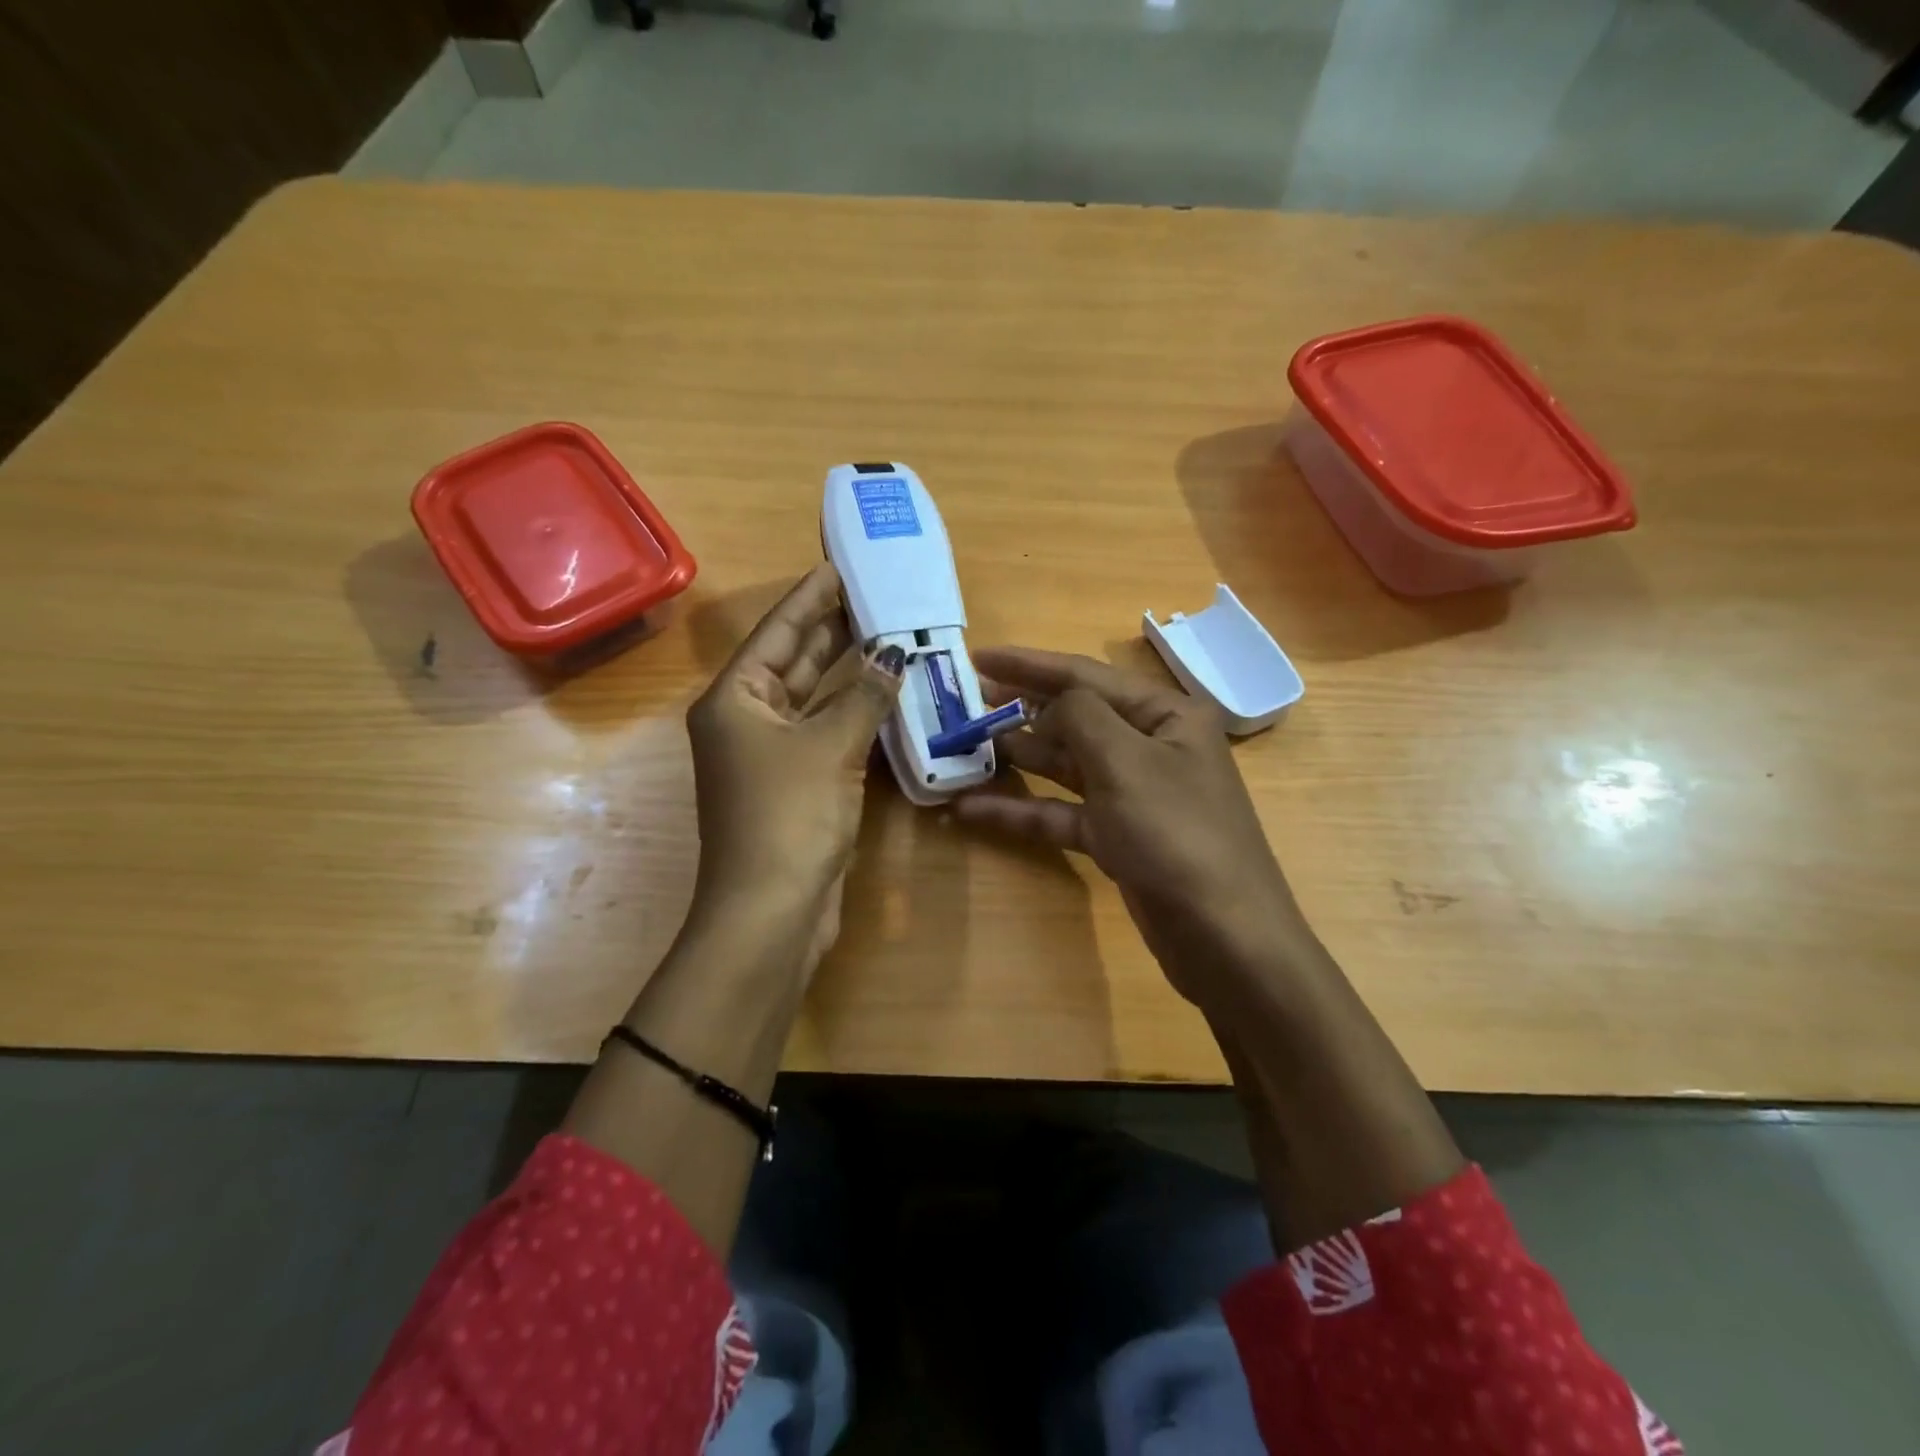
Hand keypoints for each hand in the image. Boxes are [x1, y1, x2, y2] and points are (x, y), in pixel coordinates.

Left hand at [684, 564, 904, 973]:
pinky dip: (853, 714)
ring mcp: (770, 756)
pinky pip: (827, 732)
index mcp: (735, 700)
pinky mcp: (795, 785)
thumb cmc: (789, 816)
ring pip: (813, 699)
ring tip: (888, 634)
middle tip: (877, 596)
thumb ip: (863, 695)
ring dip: (848, 672)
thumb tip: (893, 655)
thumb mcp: (829, 747)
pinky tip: (885, 695)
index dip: (811, 597)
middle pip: (793, 661)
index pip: (778, 632)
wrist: (771, 911)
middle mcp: (747, 720)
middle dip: (833, 630)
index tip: (840, 566)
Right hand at [954, 647, 1311, 1008]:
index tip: (977, 656)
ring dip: (1016, 757)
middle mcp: (1149, 746)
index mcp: (1164, 714)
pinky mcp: (1116, 836)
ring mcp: (1132, 794)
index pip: (1086, 675)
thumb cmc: (1178, 834)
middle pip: (1073, 717)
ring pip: (1064, 765)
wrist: (1223, 937)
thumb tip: (1049, 702)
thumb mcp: (1126, 762)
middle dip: (1018, 710)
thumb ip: (1079, 716)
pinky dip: (1022, 809)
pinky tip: (972, 808)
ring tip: (961, 748)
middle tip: (963, 703)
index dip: (1028, 664)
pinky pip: (1061, 812)